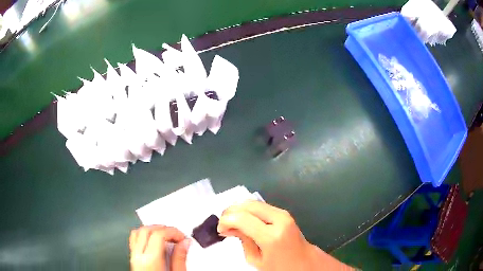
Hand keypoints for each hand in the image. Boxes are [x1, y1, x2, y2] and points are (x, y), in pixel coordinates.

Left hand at [129, 225, 190, 270]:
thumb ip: (180, 258)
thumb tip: (185, 243)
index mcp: (150, 260)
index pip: (158, 234)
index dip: (172, 231)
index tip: (182, 237)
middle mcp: (138, 256)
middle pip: (146, 230)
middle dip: (163, 228)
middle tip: (176, 235)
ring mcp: (133, 256)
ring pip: (138, 232)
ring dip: (152, 229)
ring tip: (166, 236)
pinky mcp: (132, 259)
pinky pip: (134, 239)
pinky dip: (144, 235)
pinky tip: (153, 241)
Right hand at [217, 201, 351, 270]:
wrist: (304, 261)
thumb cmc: (279, 267)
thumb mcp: (256, 260)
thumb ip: (243, 240)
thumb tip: (230, 227)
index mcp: (272, 236)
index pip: (242, 218)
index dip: (226, 221)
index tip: (220, 230)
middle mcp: (279, 219)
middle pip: (247, 205)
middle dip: (230, 211)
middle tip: (223, 224)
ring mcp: (283, 213)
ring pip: (253, 202)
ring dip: (239, 209)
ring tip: (231, 222)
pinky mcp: (284, 212)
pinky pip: (261, 205)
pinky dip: (248, 210)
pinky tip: (243, 219)